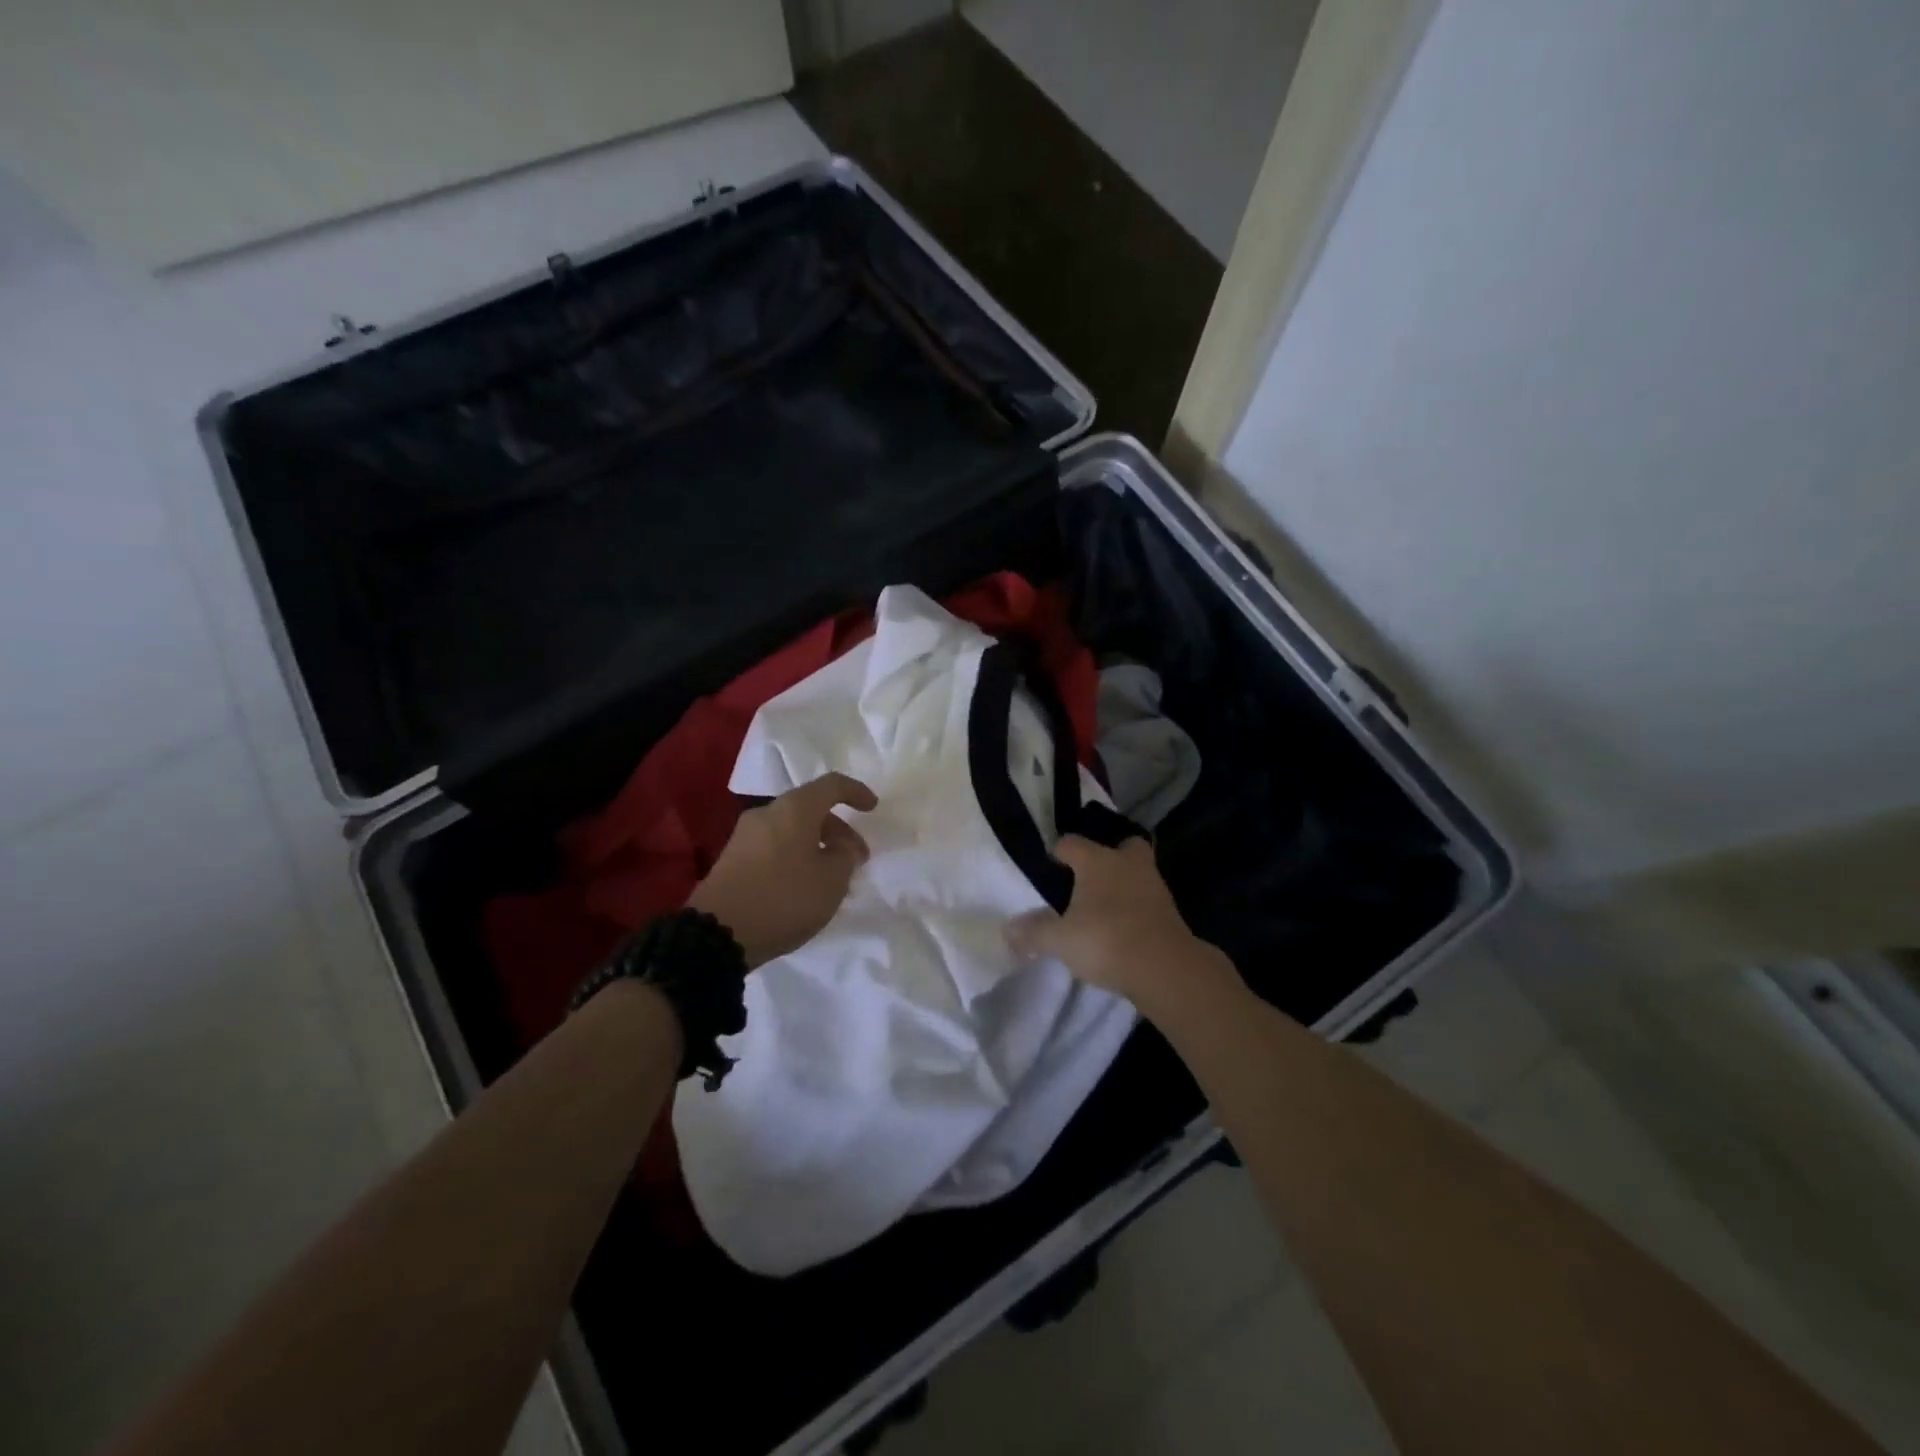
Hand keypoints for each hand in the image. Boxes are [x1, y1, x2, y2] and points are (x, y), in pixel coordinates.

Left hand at [687, 772, 877, 966]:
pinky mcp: (732, 859)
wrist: (717, 933)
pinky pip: (774, 846)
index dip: (856, 792)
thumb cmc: (784, 899)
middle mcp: (767, 813)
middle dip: (838, 830)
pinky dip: (795, 856)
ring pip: (791, 829)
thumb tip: (840, 845)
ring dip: (816, 845)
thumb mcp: (831, 881)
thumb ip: (845, 856)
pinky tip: (803, 885)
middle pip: (810, 809)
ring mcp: (745, 835)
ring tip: (831, 877)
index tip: (873, 808)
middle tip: (856, 858)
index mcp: (794, 809)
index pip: (832, 785)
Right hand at [1005, 836, 1222, 1006]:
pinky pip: (1148, 899)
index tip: (1050, 869)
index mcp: (1097, 860)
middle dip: (1108, 856)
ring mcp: (1153, 885)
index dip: (1058, 853)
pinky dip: (1137, 908)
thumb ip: (1033, 933)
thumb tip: (1007, 930)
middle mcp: (1127, 863)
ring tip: (1105, 907)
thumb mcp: (1060, 940)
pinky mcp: (1170, 911)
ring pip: (1137, 872)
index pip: (1071, 843)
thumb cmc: (1105, 940)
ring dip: (1124, 883)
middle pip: (1121, 845)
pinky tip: (1124, 927)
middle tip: (1090, 878)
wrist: (1164, 968)